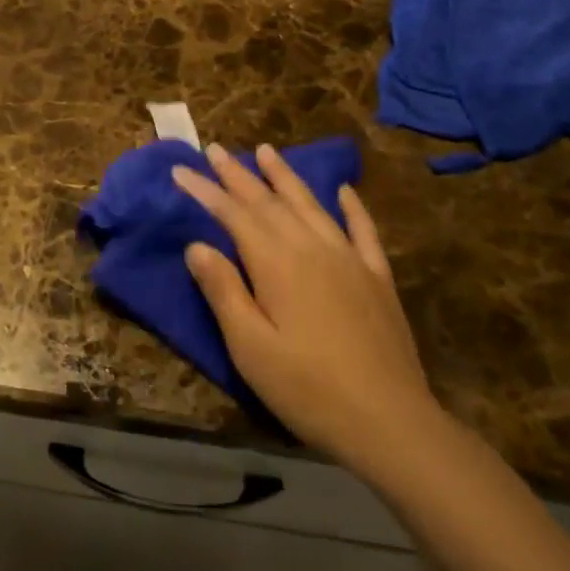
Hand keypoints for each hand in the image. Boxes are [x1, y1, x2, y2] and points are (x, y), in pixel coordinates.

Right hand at [172, 143, 440, 466]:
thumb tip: (197, 246)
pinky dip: (351, 207)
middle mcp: (312, 248)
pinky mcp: (377, 278)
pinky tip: (343, 191)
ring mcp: (350, 259)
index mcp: (277, 263)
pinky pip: (363, 230)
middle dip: (238, 174)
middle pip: (269, 202)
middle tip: (216, 149)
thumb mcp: (250, 347)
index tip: (180, 169)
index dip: (205, 190)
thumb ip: (223, 291)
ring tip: (266, 150)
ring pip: (311, 205)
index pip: (233, 214)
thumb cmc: (307, 388)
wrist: (389, 421)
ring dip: (285, 176)